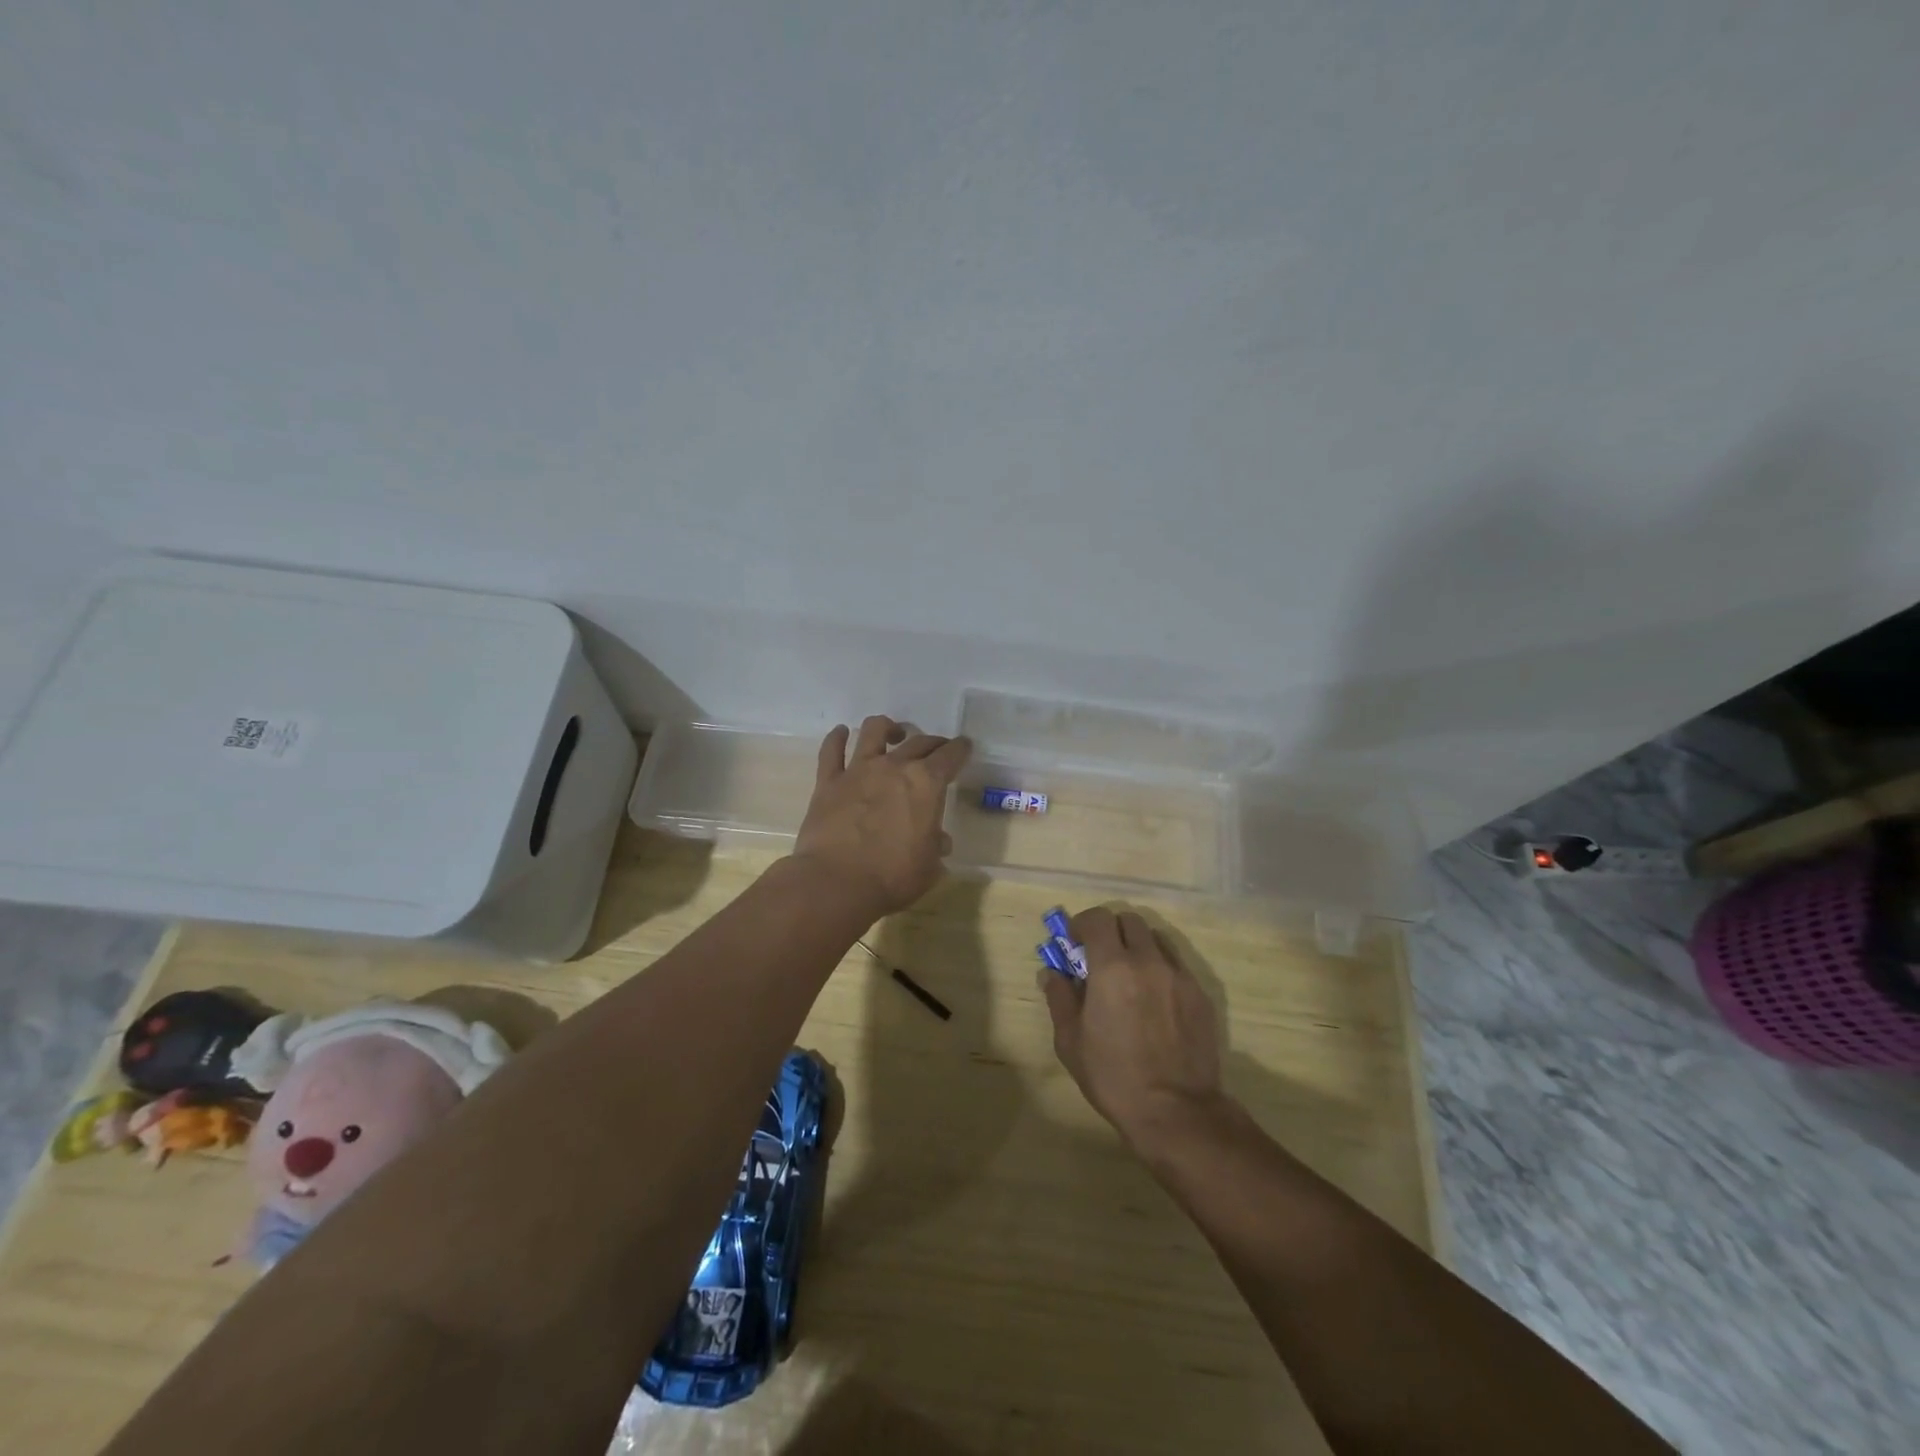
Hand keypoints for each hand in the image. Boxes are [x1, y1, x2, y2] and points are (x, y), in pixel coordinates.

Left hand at [790, 716, 971, 917]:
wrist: (836, 882)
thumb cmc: (893, 877)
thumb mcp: (930, 866)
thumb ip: (936, 846)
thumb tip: (939, 840)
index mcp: (926, 783)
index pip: (950, 756)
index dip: (960, 749)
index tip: (964, 747)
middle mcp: (894, 767)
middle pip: (918, 742)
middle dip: (932, 743)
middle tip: (937, 749)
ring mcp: (858, 770)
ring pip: (873, 731)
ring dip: (887, 728)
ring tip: (893, 734)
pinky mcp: (828, 781)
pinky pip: (831, 750)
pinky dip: (837, 738)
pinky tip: (841, 733)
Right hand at [1040, 907, 1227, 1152]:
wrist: (1176, 1111)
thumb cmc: (1113, 1076)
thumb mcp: (1070, 1041)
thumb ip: (1059, 998)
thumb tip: (1051, 973)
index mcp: (1112, 967)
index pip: (1099, 918)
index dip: (1083, 923)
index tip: (1075, 941)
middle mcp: (1148, 961)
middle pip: (1129, 921)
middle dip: (1111, 931)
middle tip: (1101, 956)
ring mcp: (1179, 976)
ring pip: (1156, 939)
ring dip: (1138, 946)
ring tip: (1130, 975)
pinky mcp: (1200, 994)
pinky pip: (1176, 965)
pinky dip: (1160, 969)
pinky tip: (1154, 1000)